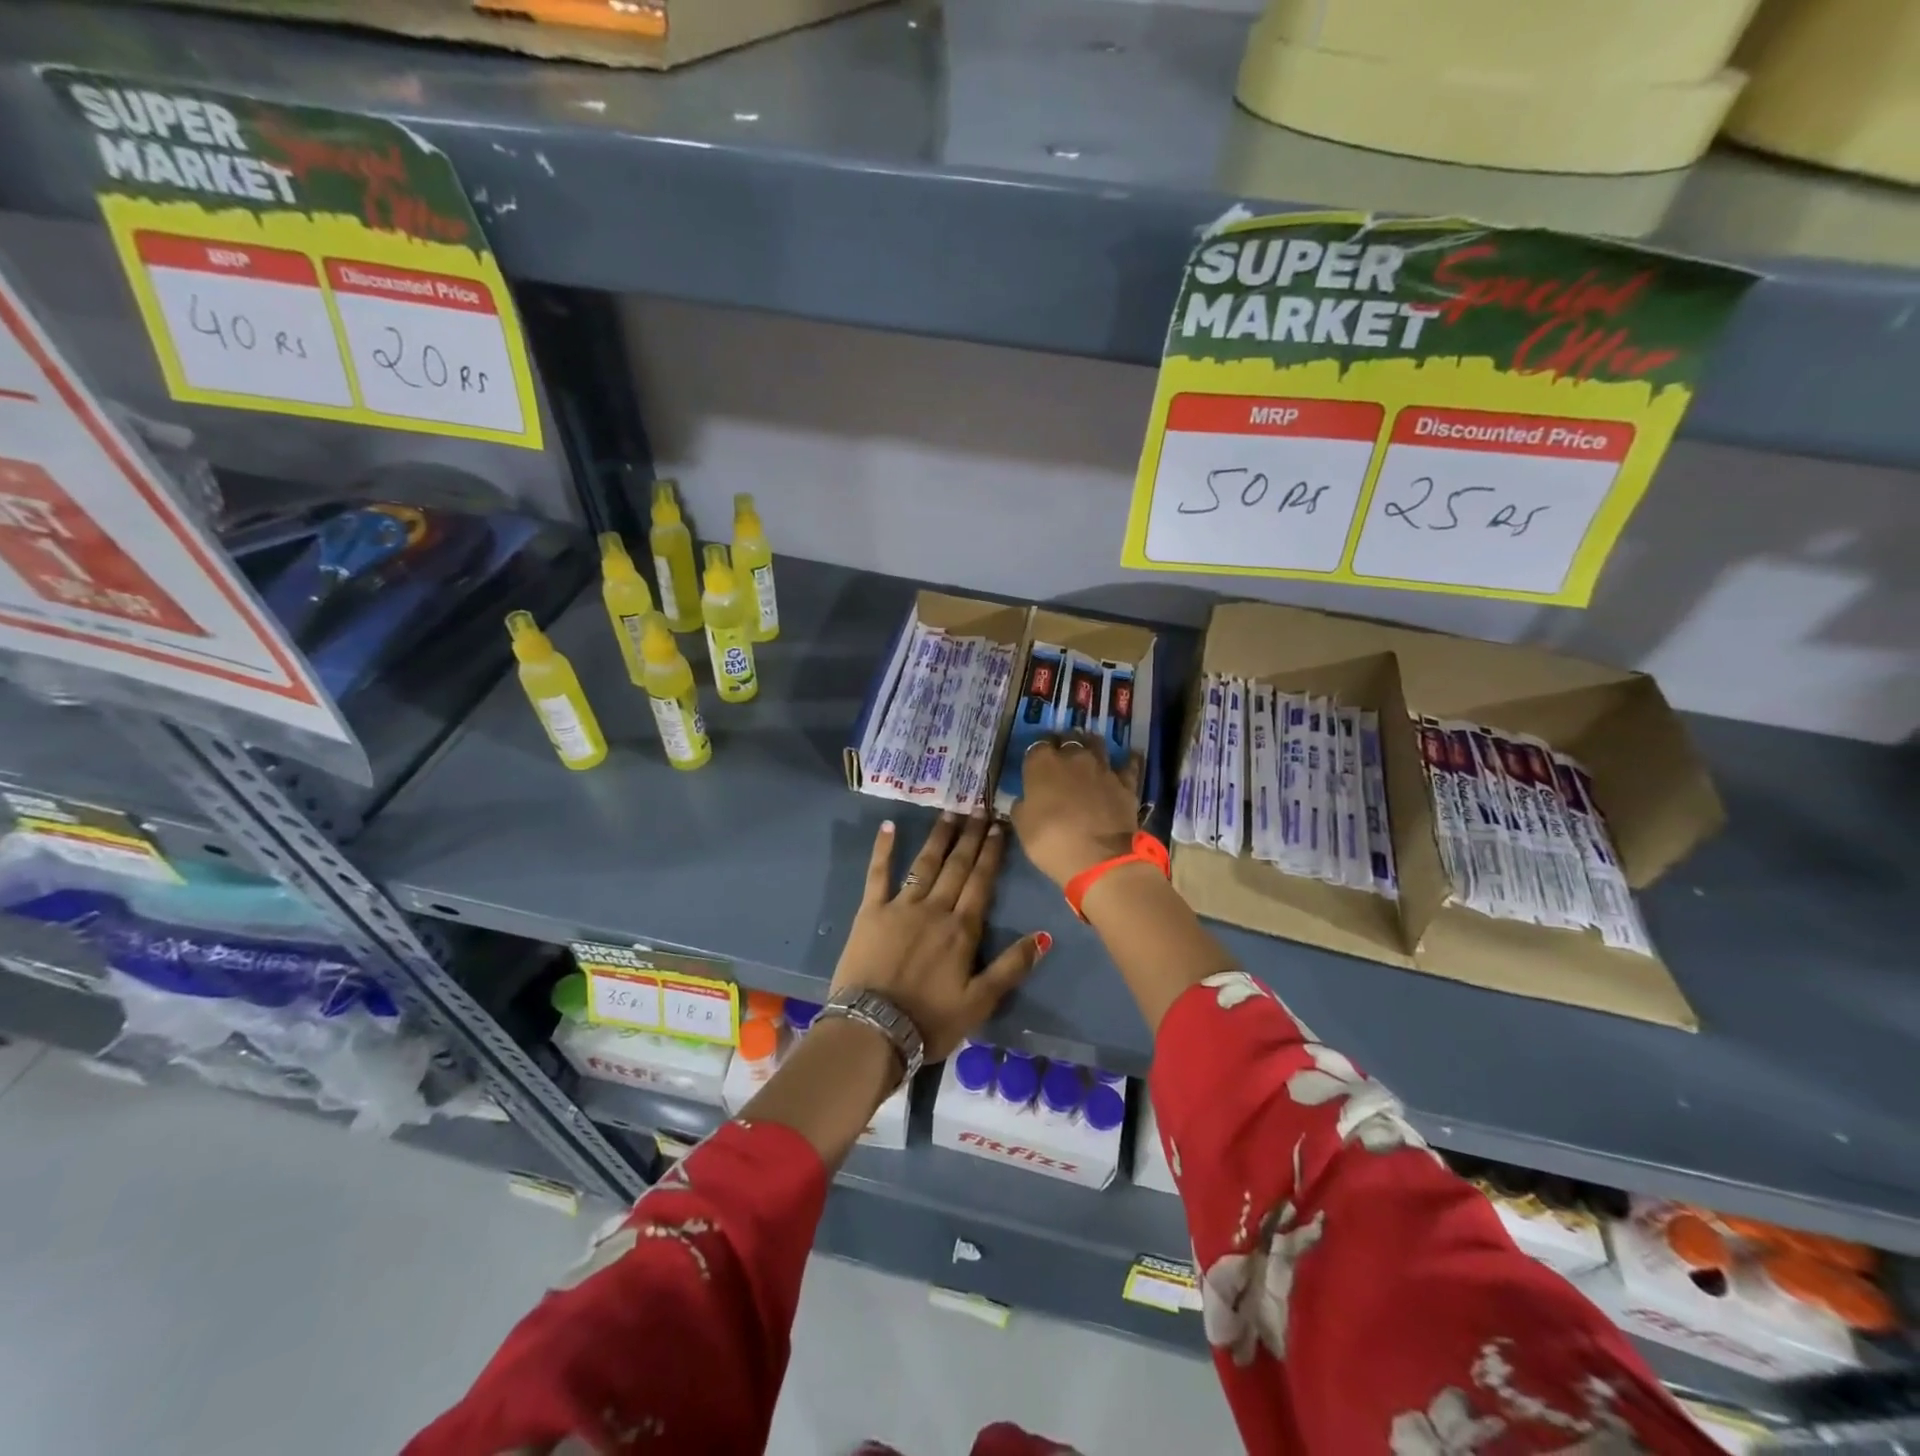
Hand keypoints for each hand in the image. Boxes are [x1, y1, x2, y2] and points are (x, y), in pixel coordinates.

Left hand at [831, 814, 1049, 1061]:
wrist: (873, 1030)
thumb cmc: (930, 1020)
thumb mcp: (980, 1002)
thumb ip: (1011, 967)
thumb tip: (1044, 936)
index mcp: (962, 929)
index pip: (981, 882)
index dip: (991, 853)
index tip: (999, 826)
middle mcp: (934, 909)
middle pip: (957, 866)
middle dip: (970, 836)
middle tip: (979, 807)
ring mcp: (900, 907)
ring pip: (924, 864)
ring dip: (939, 837)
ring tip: (950, 812)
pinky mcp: (870, 912)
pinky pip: (877, 875)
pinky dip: (883, 850)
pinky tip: (887, 826)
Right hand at [1010, 739, 1140, 886]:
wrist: (1099, 859)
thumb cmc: (1051, 841)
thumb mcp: (1022, 826)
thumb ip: (1023, 806)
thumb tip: (1026, 799)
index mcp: (1042, 763)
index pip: (1037, 746)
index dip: (1037, 754)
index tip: (1037, 764)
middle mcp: (1073, 757)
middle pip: (1068, 739)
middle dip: (1064, 744)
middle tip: (1062, 756)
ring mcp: (1102, 768)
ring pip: (1097, 744)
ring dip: (1091, 746)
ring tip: (1089, 753)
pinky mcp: (1126, 783)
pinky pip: (1128, 765)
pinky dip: (1127, 761)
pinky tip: (1129, 757)